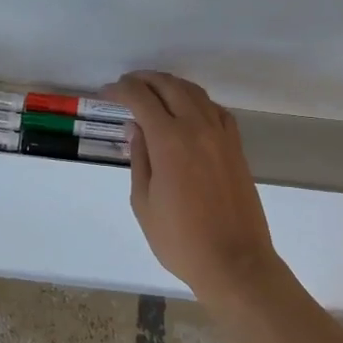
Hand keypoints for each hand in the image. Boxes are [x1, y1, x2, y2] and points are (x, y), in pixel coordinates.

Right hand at [106, 71, 280, 293]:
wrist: (234, 262)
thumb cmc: (179, 239)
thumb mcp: (144, 202)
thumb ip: (139, 158)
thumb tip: (136, 127)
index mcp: (170, 140)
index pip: (141, 99)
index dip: (121, 90)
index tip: (106, 93)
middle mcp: (198, 128)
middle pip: (169, 86)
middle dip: (144, 80)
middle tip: (126, 85)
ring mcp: (221, 135)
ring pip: (195, 93)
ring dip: (171, 85)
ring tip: (153, 90)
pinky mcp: (236, 147)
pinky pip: (216, 110)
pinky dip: (197, 101)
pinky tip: (188, 110)